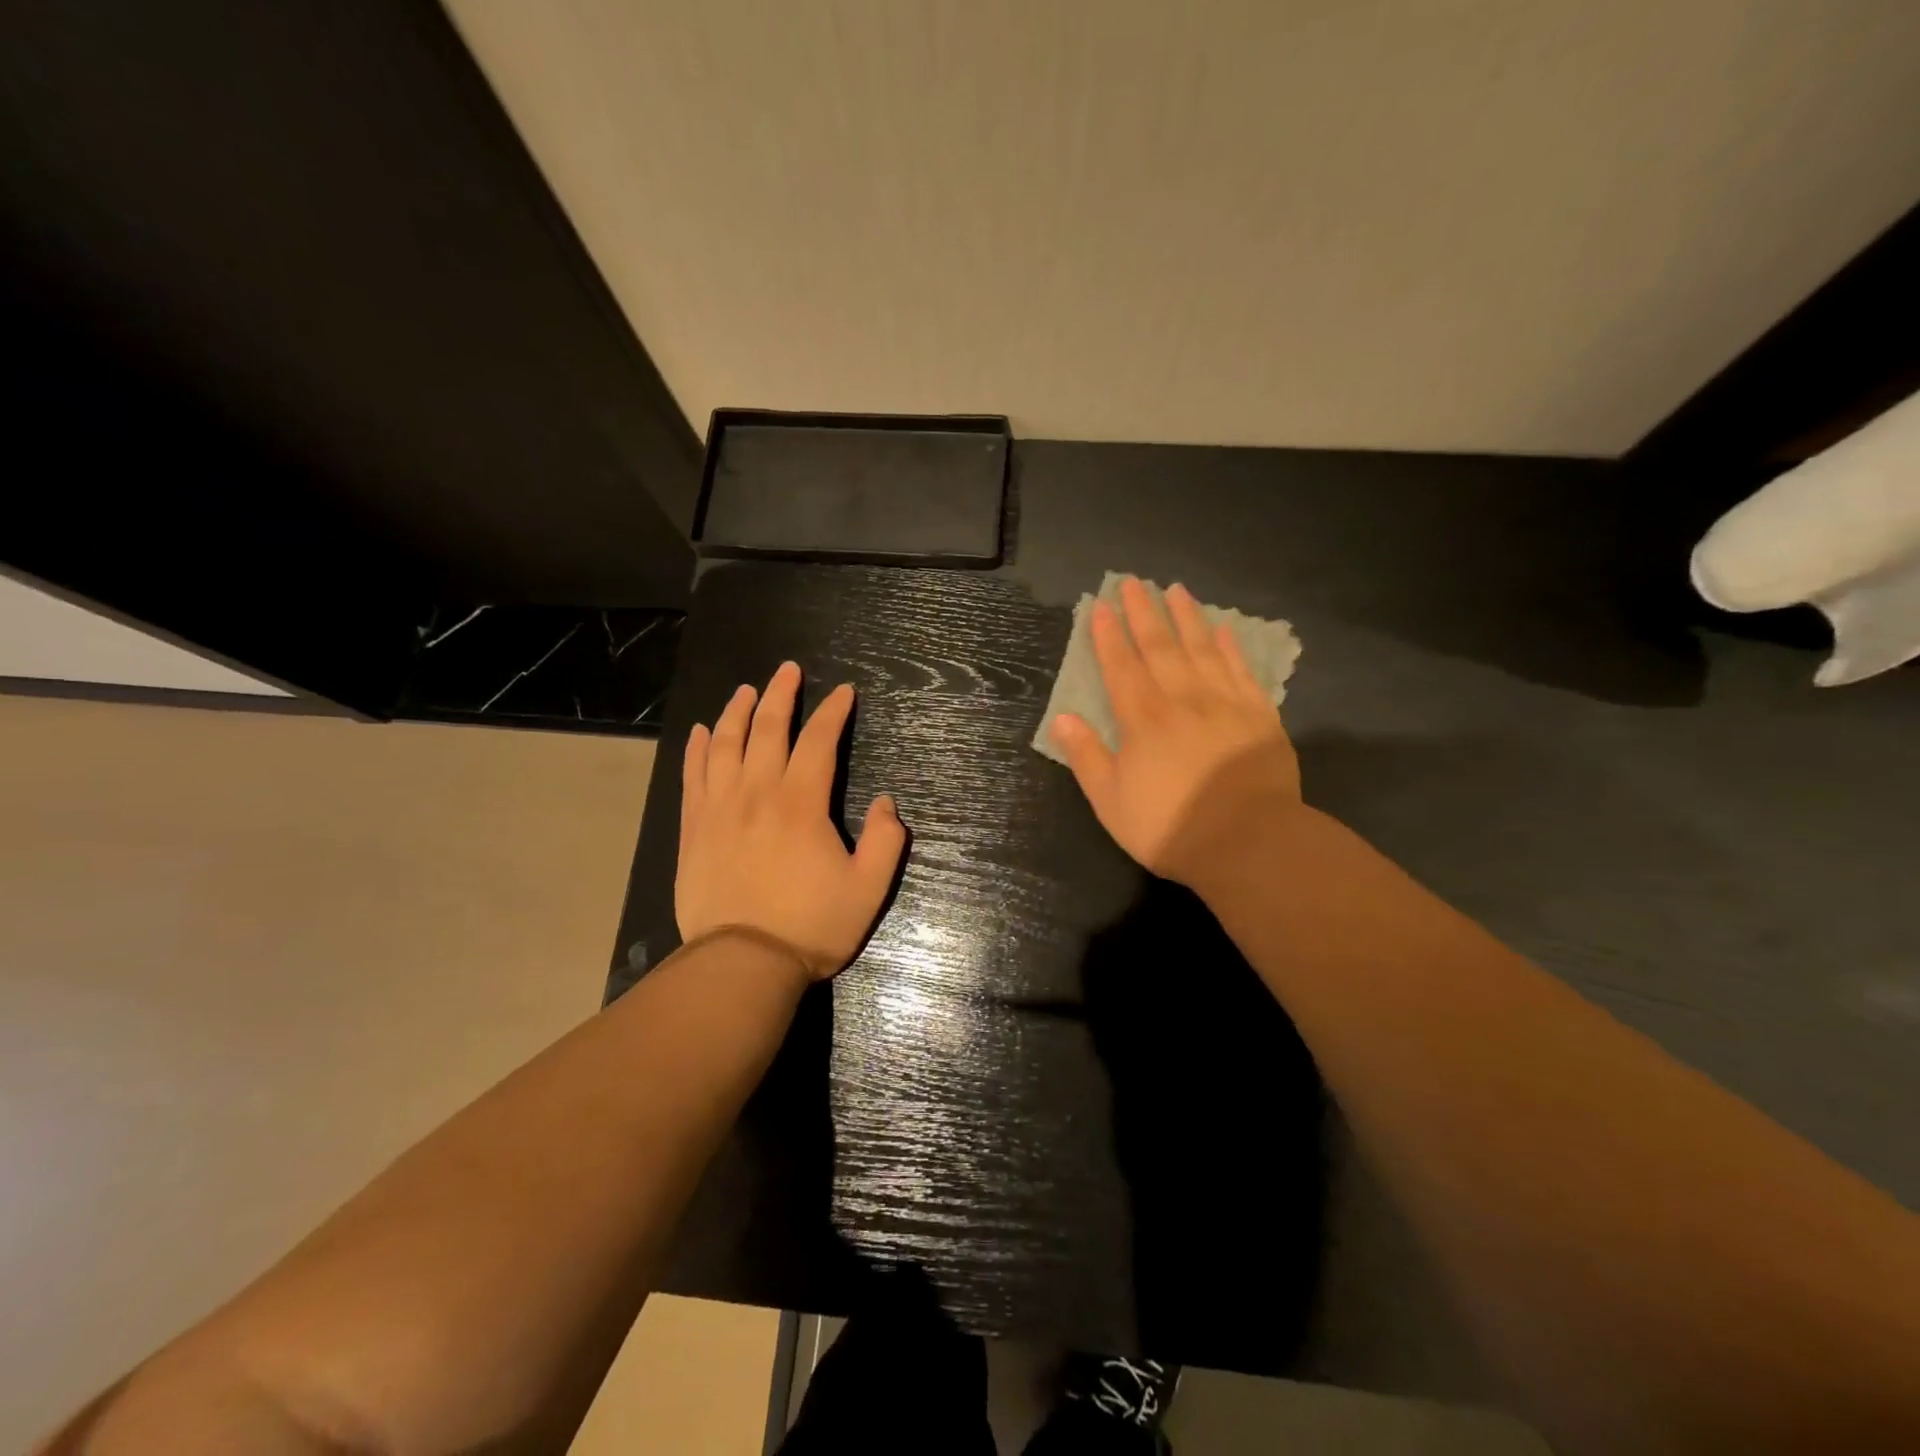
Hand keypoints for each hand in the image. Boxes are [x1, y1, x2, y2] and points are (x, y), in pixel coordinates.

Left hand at [676, 662, 906, 979]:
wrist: (741, 965)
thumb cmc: (810, 926)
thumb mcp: (868, 889)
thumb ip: (887, 841)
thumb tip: (887, 803)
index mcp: (802, 803)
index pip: (818, 741)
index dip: (833, 712)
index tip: (844, 692)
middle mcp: (757, 793)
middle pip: (767, 729)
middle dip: (781, 694)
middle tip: (789, 670)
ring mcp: (719, 808)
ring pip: (725, 744)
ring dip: (737, 711)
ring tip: (746, 690)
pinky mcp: (694, 829)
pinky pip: (692, 776)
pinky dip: (696, 748)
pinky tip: (700, 731)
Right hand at [1053, 577, 1302, 886]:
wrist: (1248, 842)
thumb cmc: (1169, 826)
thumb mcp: (1111, 800)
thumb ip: (1087, 756)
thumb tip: (1064, 718)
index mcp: (1142, 719)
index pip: (1121, 666)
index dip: (1108, 635)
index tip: (1100, 606)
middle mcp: (1182, 699)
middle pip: (1160, 646)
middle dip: (1143, 612)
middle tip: (1133, 582)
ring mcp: (1224, 703)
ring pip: (1202, 648)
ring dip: (1186, 617)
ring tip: (1176, 590)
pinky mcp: (1259, 715)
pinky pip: (1241, 670)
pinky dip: (1230, 647)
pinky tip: (1223, 629)